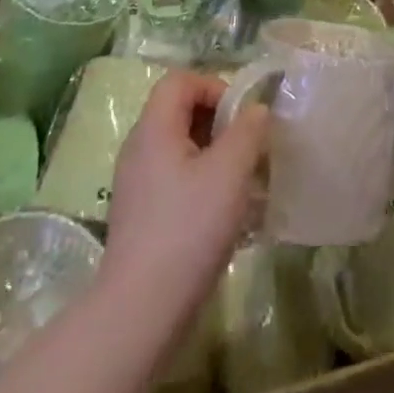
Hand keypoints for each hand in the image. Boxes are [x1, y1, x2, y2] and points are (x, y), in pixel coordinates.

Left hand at [100, 71, 268, 332]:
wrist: (140, 311)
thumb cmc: (188, 228)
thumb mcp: (230, 171)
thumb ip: (248, 131)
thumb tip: (256, 110)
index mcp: (154, 128)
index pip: (181, 80)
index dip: (215, 87)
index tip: (242, 118)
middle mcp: (139, 149)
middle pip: (180, 111)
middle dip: (220, 123)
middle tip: (249, 149)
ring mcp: (137, 184)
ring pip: (181, 148)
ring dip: (216, 155)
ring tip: (244, 182)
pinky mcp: (142, 216)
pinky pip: (176, 180)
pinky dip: (203, 183)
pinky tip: (225, 214)